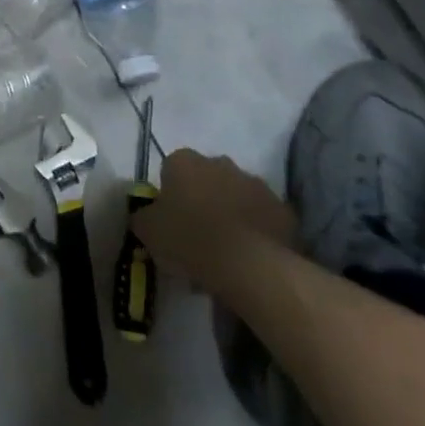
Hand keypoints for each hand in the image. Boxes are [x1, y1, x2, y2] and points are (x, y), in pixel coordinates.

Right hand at [132, 148, 296, 286]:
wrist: (250, 264)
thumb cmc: (189, 238)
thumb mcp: (148, 231)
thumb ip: (143, 217)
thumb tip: (145, 215)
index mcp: (184, 161)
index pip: (170, 168)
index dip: (169, 194)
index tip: (169, 219)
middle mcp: (220, 162)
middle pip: (206, 178)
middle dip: (201, 199)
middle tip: (195, 234)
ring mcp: (255, 183)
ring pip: (236, 195)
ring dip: (229, 213)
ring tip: (223, 251)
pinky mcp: (282, 209)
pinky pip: (262, 217)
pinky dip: (255, 230)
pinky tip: (248, 256)